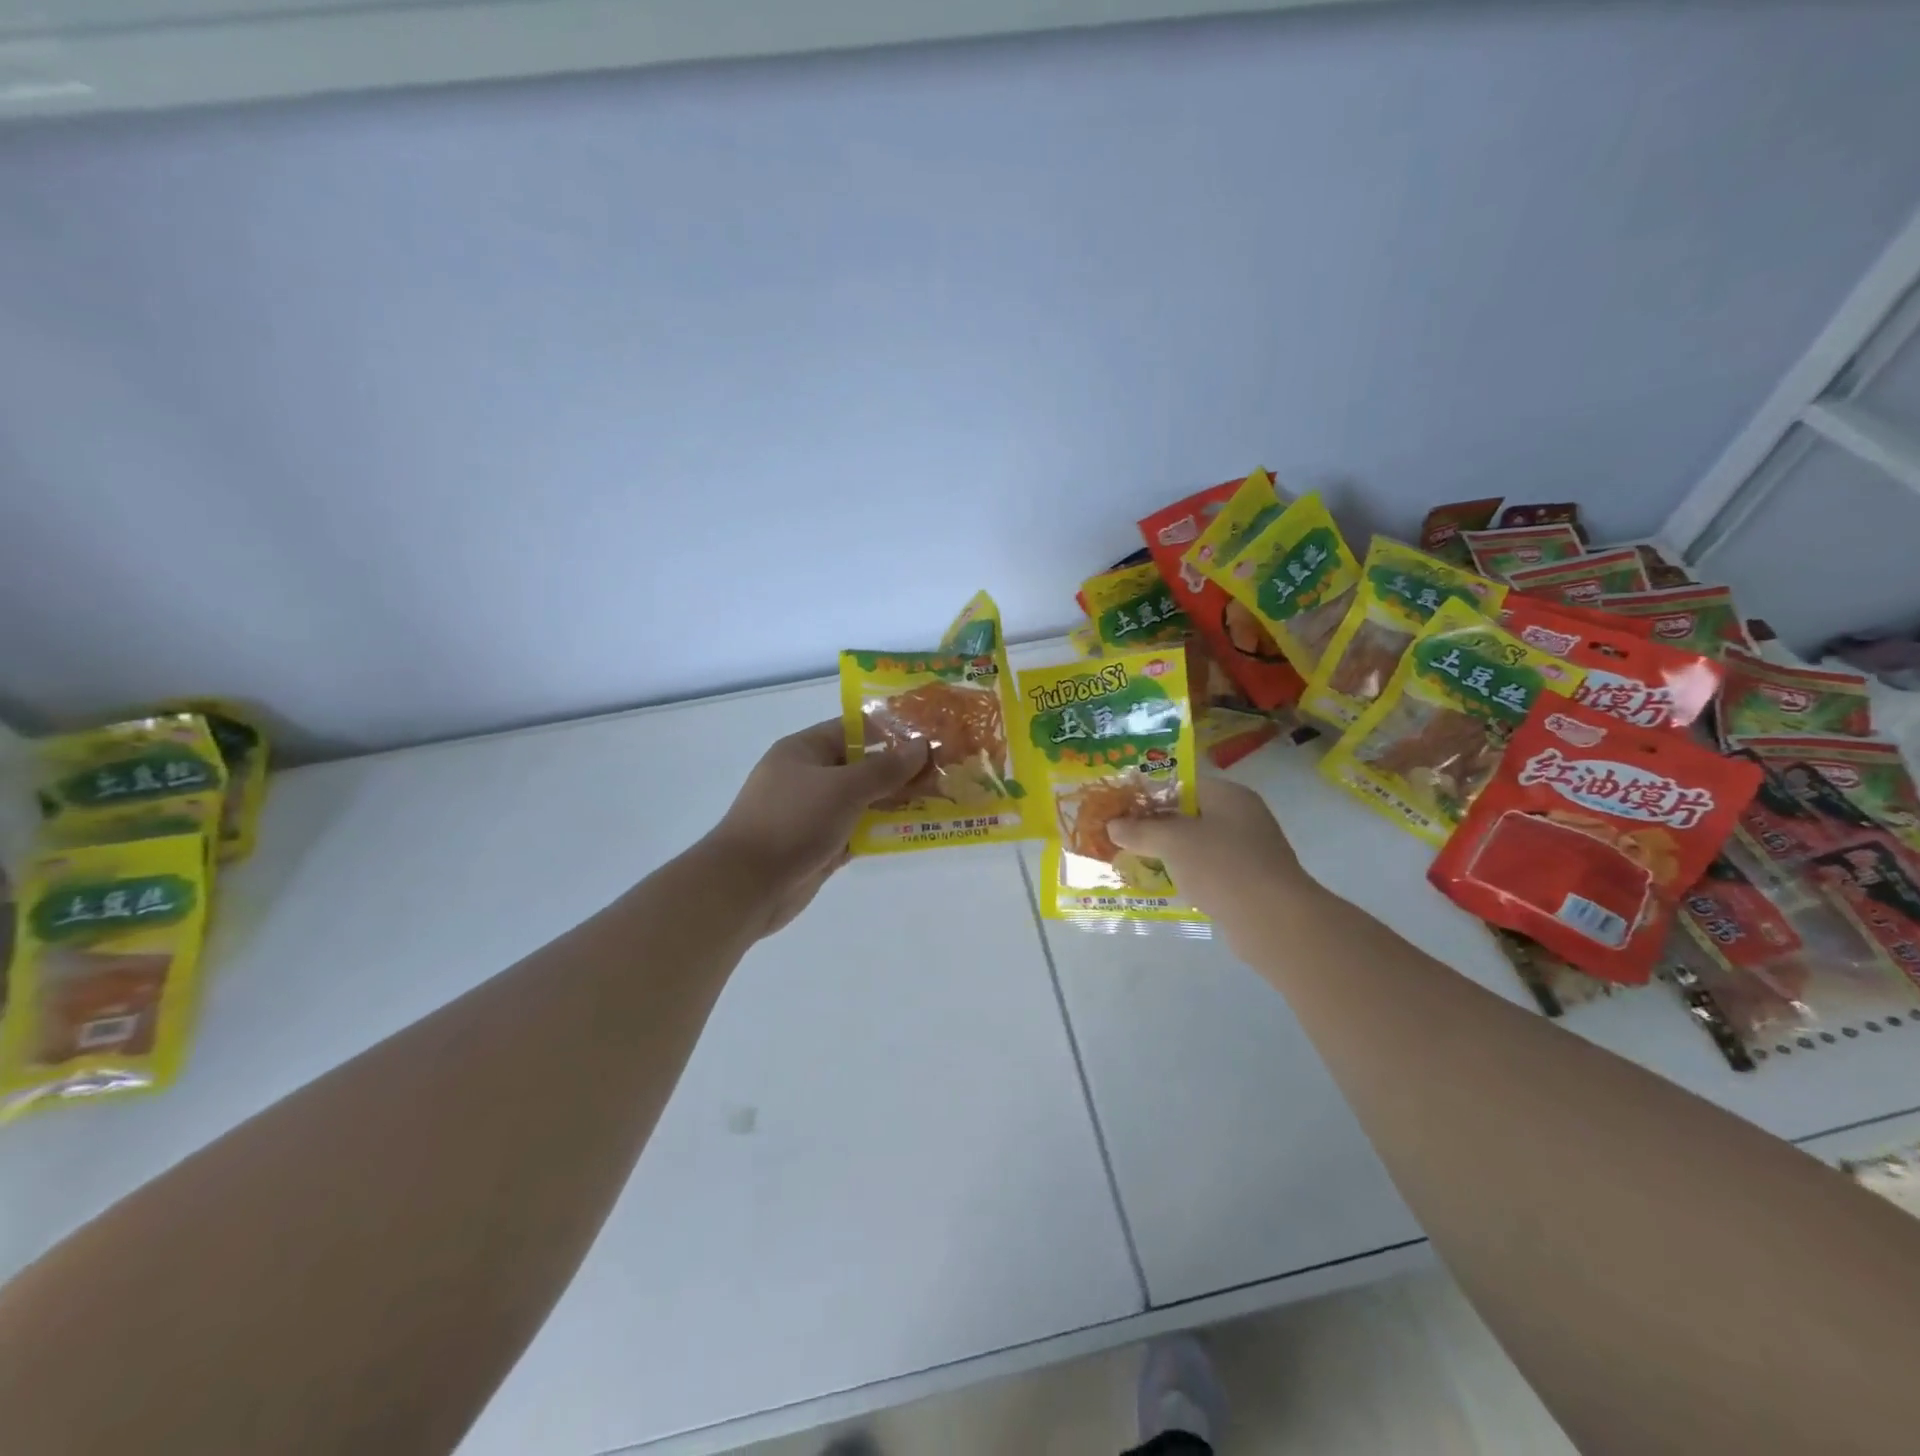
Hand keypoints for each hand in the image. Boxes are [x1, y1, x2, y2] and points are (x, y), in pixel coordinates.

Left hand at [704, 720, 928, 937]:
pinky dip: (880, 831)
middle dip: (899, 770)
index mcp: (804, 750)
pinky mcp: (818, 845)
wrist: (747, 886)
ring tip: (939, 800)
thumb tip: (921, 746)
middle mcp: (808, 777)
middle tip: (944, 771)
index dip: (891, 731)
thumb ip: (885, 769)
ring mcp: (812, 813)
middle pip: (861, 766)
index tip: (929, 737)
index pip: (854, 730)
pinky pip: (856, 830)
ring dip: (895, 802)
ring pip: (862, 801)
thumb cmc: (793, 822)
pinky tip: (914, 830)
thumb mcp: (844, 788)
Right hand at [1107, 776, 1316, 935]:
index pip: (1182, 784)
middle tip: (1122, 836)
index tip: (1121, 809)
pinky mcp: (1248, 881)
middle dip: (1155, 826)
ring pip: (1198, 844)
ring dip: (1169, 852)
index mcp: (1228, 795)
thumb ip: (1140, 831)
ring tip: (1136, 860)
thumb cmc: (1221, 866)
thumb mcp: (1172, 842)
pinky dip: (1187, 875)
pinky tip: (1166, 885)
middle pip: (1189, 814)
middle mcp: (1242, 817)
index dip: (1149, 794)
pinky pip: (1209, 870)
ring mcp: (1248, 850)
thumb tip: (1112, 825)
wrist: (1273, 920)